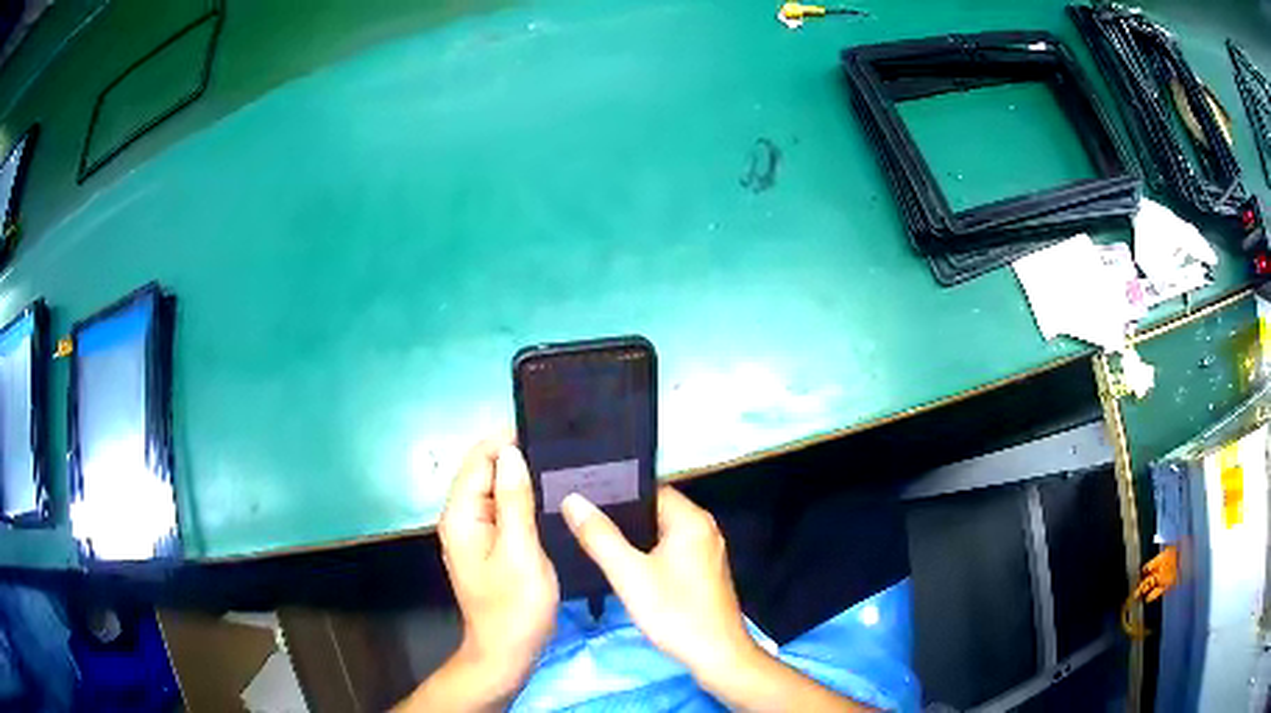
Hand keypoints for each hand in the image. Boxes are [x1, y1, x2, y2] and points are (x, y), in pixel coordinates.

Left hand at [431, 435, 558, 705]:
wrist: (507, 652)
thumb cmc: (515, 607)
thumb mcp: (520, 553)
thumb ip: (514, 501)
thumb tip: (511, 453)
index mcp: (461, 515)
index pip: (478, 459)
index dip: (507, 441)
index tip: (547, 433)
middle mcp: (461, 517)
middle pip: (484, 470)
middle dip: (516, 456)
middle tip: (561, 450)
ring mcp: (474, 531)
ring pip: (496, 489)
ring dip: (522, 477)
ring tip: (562, 467)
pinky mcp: (488, 544)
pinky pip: (502, 508)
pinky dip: (522, 498)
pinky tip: (549, 498)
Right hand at [560, 486, 757, 680]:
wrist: (716, 655)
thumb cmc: (674, 612)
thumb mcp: (629, 575)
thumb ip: (600, 536)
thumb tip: (573, 500)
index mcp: (691, 519)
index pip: (648, 488)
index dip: (615, 491)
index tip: (582, 494)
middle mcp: (704, 528)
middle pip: (654, 510)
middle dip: (621, 516)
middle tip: (581, 518)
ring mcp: (706, 550)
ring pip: (661, 532)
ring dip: (633, 537)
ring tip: (594, 537)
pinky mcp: (704, 571)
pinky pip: (670, 550)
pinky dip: (648, 553)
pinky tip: (624, 563)